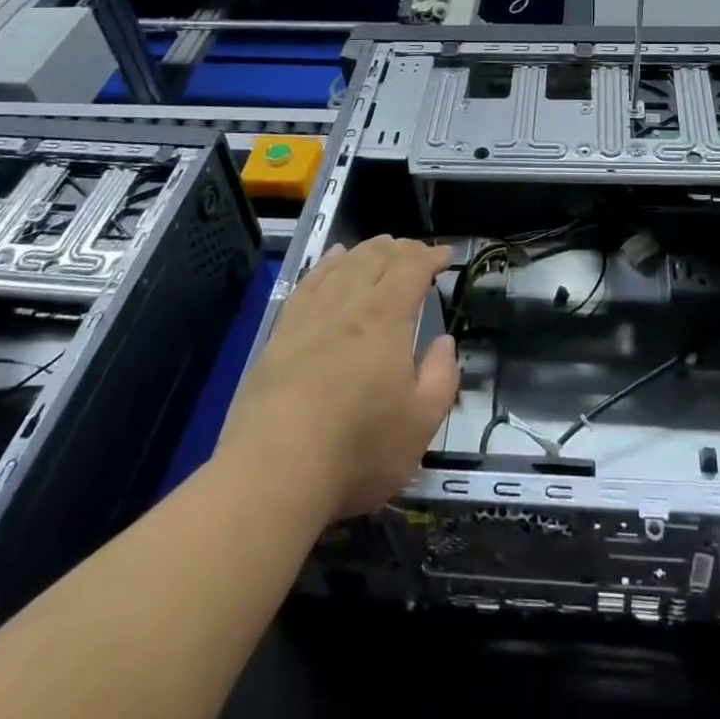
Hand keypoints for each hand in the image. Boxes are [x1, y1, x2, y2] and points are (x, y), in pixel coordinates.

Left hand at [215, 236, 456, 522]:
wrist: (272, 472)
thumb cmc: (357, 448)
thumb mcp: (421, 422)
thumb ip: (441, 377)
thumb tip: (444, 341)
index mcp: (387, 316)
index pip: (412, 267)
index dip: (431, 255)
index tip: (447, 257)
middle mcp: (349, 302)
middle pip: (377, 257)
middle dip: (402, 249)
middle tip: (418, 254)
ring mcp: (311, 315)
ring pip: (344, 264)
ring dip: (367, 251)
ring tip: (382, 248)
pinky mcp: (281, 333)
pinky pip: (309, 283)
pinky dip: (327, 264)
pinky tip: (333, 260)